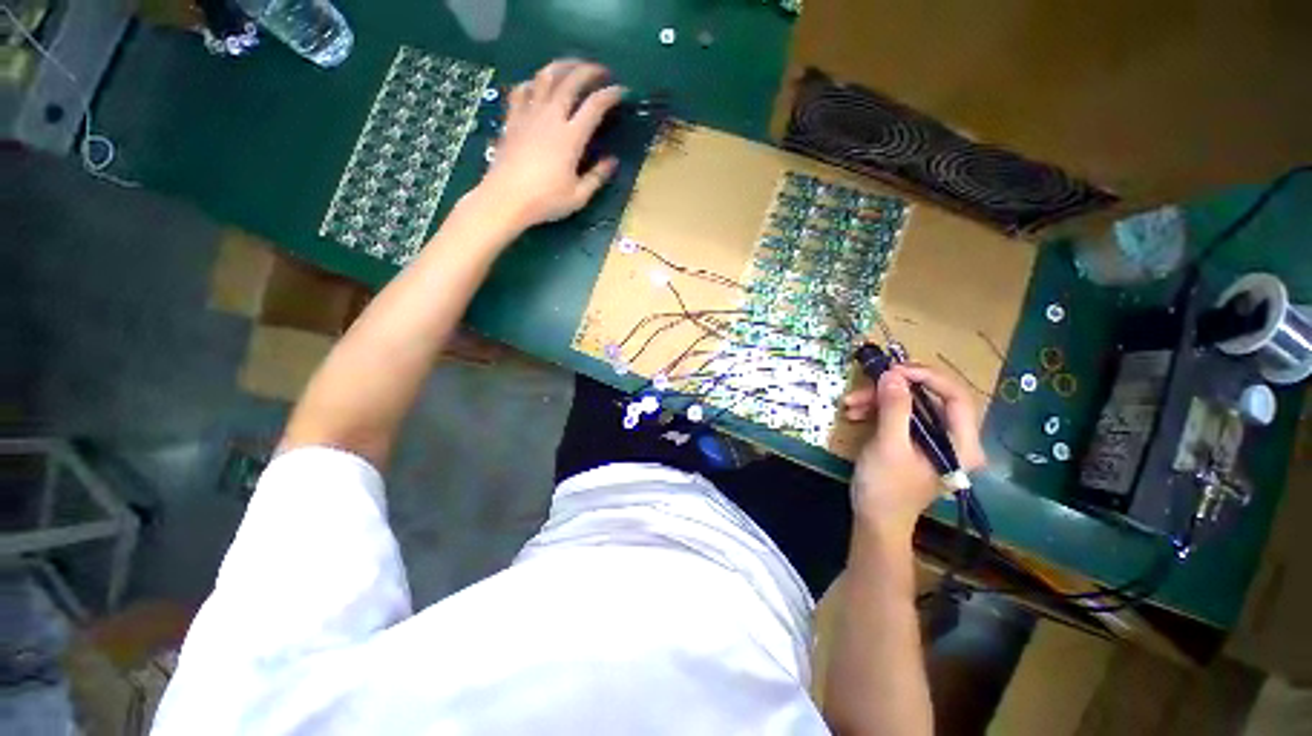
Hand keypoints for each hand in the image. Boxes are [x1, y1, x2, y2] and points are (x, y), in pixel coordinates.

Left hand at [474, 59, 624, 231]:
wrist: (505, 199)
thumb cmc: (545, 201)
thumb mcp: (578, 196)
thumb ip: (597, 176)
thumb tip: (613, 161)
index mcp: (571, 137)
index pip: (595, 105)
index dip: (610, 94)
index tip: (621, 91)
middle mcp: (551, 117)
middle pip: (570, 81)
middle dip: (588, 70)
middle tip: (600, 71)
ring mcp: (529, 115)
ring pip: (545, 77)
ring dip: (561, 66)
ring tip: (571, 66)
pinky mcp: (512, 119)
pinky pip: (522, 91)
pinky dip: (533, 82)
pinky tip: (537, 85)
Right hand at [841, 364, 986, 538]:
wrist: (874, 518)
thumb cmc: (887, 488)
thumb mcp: (889, 446)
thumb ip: (894, 409)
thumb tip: (892, 374)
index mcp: (962, 443)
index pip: (957, 396)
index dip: (928, 377)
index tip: (894, 370)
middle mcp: (952, 437)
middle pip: (929, 396)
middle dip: (894, 389)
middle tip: (868, 382)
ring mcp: (931, 437)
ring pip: (909, 403)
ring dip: (878, 399)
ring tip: (850, 404)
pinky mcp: (912, 439)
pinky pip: (898, 413)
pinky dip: (875, 409)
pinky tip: (854, 413)